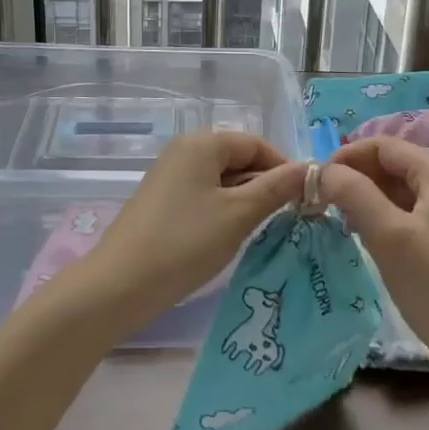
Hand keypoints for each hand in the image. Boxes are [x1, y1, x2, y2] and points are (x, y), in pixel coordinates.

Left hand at [75, 132, 303, 329]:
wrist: (118, 286)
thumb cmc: (184, 243)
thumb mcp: (239, 215)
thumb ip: (277, 188)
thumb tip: (311, 169)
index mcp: (202, 143)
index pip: (256, 144)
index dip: (284, 168)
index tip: (304, 199)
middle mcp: (184, 151)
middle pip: (239, 159)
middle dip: (265, 185)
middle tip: (287, 218)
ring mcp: (170, 176)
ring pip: (222, 180)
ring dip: (246, 200)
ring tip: (261, 230)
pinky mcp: (162, 202)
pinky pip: (204, 195)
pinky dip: (223, 210)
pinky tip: (229, 237)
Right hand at [321, 137, 428, 362]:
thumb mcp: (388, 235)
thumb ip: (354, 193)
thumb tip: (324, 171)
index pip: (381, 145)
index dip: (345, 158)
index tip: (315, 184)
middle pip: (390, 163)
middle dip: (355, 178)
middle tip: (323, 204)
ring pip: (398, 188)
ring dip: (366, 198)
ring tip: (340, 222)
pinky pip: (408, 209)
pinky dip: (383, 215)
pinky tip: (367, 237)